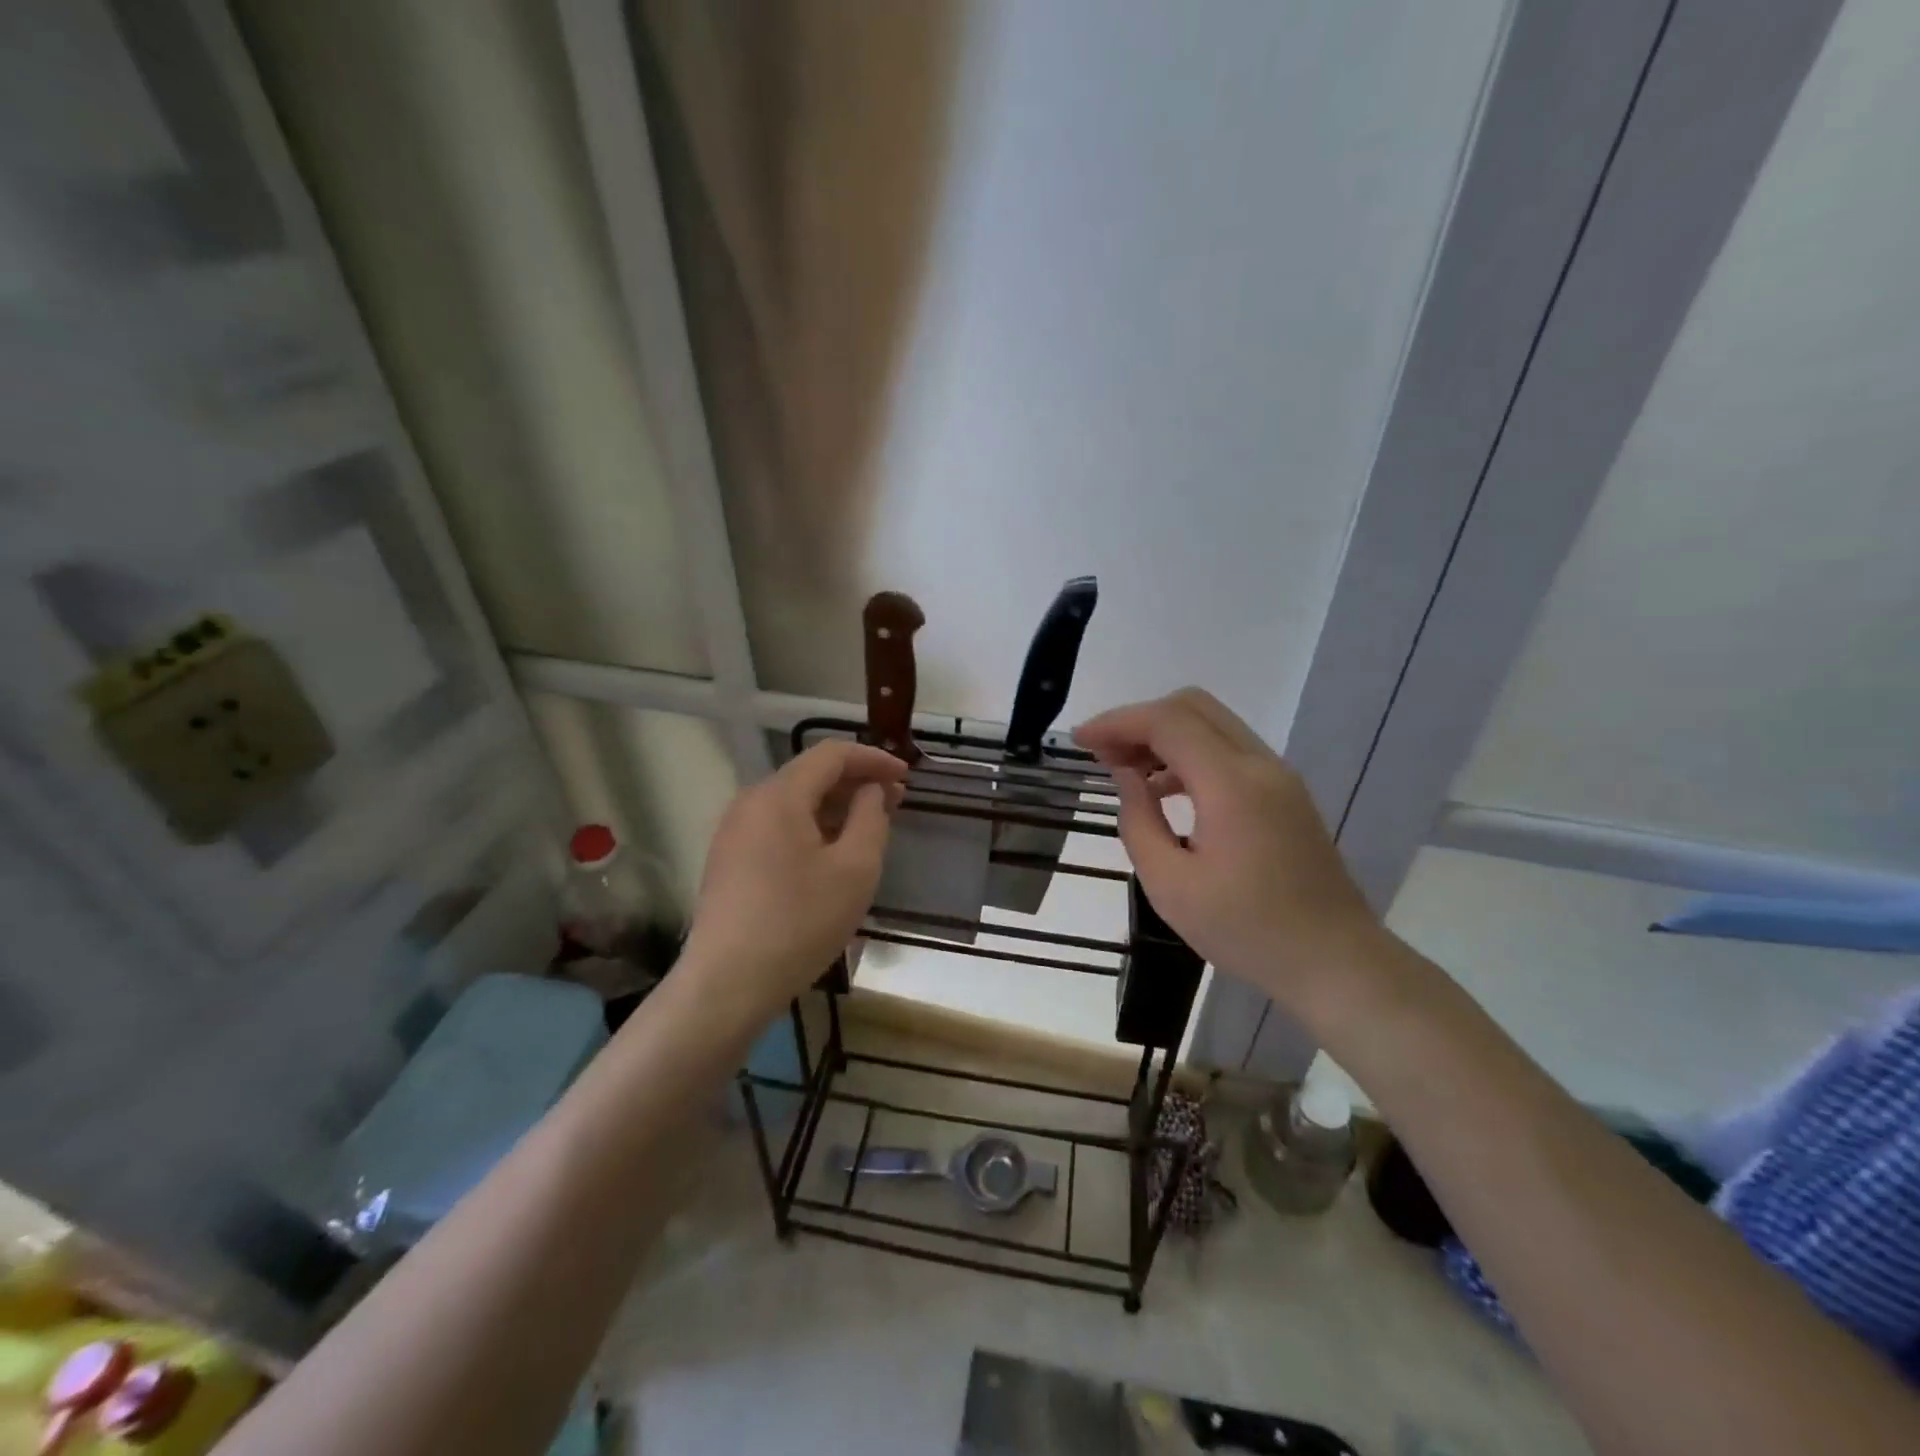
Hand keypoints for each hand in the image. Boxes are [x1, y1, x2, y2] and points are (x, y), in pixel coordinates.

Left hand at [679, 740, 906, 1020]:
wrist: (727, 985)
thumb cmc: (800, 923)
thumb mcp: (855, 869)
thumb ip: (871, 817)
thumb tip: (871, 790)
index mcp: (778, 795)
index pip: (831, 755)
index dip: (873, 759)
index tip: (906, 777)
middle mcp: (750, 802)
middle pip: (809, 775)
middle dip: (855, 782)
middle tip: (896, 802)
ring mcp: (733, 832)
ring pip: (793, 802)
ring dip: (834, 806)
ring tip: (869, 827)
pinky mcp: (728, 860)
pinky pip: (776, 826)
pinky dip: (810, 827)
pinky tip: (832, 852)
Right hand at [1074, 688, 1380, 1019]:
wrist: (1335, 961)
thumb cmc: (1246, 931)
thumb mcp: (1171, 886)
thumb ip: (1139, 822)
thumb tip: (1126, 776)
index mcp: (1232, 785)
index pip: (1168, 722)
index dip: (1117, 722)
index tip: (1079, 740)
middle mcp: (1260, 765)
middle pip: (1193, 707)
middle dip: (1139, 720)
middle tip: (1102, 754)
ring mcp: (1278, 776)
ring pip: (1213, 724)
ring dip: (1164, 735)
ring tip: (1126, 770)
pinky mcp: (1285, 792)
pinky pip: (1229, 750)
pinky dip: (1190, 753)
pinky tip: (1165, 789)